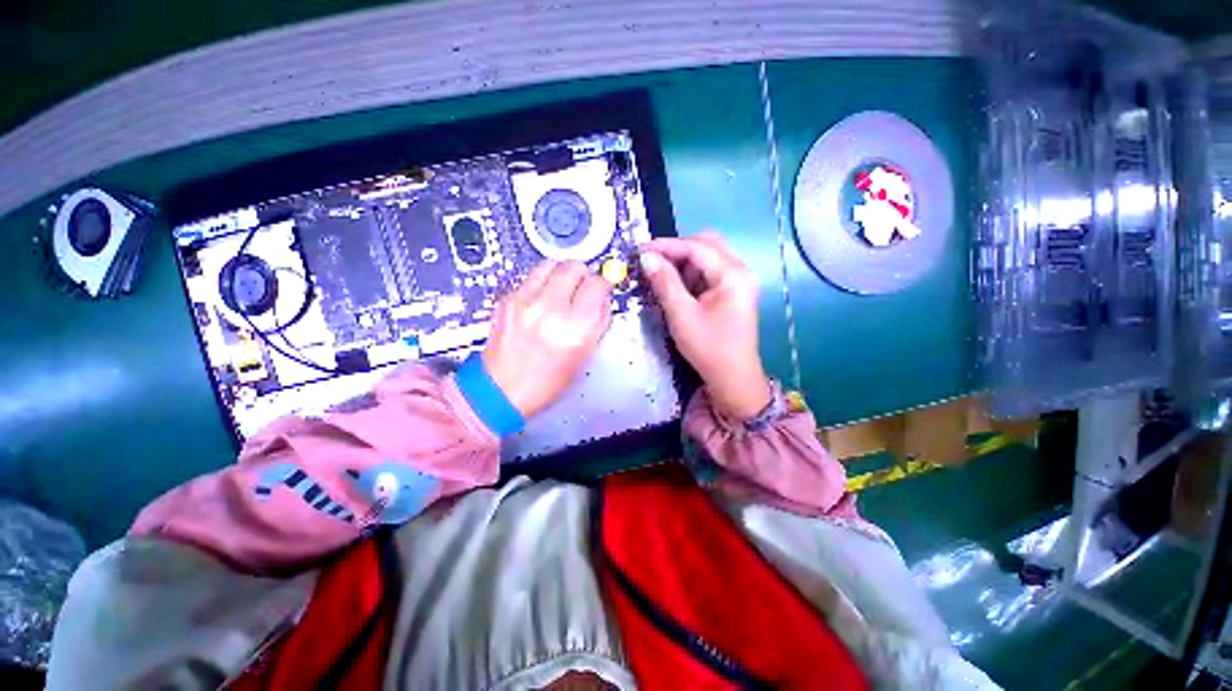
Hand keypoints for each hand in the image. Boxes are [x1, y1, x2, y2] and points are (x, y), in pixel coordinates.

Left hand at [483, 261, 611, 417]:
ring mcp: (525, 301)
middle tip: (583, 286)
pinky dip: (542, 283)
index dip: (604, 282)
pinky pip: (531, 277)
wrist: (501, 390)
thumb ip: (599, 321)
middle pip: (574, 267)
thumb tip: (603, 296)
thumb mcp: (584, 355)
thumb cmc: (547, 381)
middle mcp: (550, 308)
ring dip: (561, 272)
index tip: (604, 284)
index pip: (597, 284)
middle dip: (583, 273)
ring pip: (551, 264)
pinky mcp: (507, 299)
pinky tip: (541, 300)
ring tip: (562, 287)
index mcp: (574, 328)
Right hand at [639, 233, 771, 420]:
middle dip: (676, 250)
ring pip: (707, 258)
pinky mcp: (732, 292)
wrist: (732, 378)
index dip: (666, 246)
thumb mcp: (682, 315)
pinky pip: (709, 272)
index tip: (640, 250)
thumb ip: (665, 283)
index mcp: (733, 274)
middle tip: (651, 261)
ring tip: (659, 274)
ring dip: (683, 262)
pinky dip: (690, 274)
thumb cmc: (708, 348)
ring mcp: (738, 281)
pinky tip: (675, 285)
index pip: (697, 247)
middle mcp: (740, 271)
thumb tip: (646, 257)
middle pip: (706, 245)